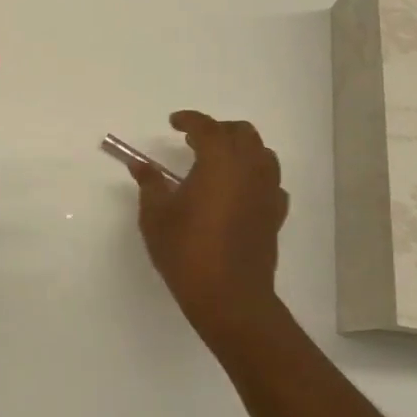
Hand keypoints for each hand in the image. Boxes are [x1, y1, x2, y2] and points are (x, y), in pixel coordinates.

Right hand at [130, 111, 289, 348]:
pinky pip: (270, 182)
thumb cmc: (186, 250)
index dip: (189, 120)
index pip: (207, 127)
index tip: (173, 122)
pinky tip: (238, 191)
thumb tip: (140, 165)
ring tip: (218, 162)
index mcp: (219, 161)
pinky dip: (255, 176)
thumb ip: (150, 184)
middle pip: (242, 133)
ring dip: (241, 149)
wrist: (229, 296)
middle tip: (195, 140)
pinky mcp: (275, 215)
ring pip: (262, 154)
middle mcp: (249, 169)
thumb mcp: (156, 215)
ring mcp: (267, 192)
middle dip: (218, 130)